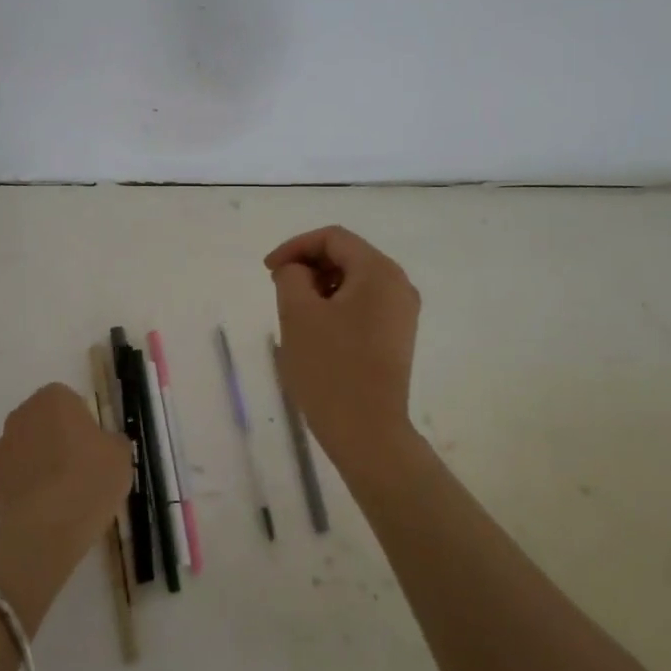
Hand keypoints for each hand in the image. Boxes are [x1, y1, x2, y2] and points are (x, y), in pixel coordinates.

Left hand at [0, 384, 130, 540]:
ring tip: (58, 495)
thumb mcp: (120, 454)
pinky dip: (19, 494)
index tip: (92, 447)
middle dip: (52, 441)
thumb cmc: (91, 476)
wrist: (52, 523)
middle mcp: (19, 417)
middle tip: (76, 469)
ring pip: (19, 453)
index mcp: (52, 399)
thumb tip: (104, 445)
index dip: (80, 424)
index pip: (67, 402)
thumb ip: (110, 441)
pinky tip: (39, 512)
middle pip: (38, 424)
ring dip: (33, 466)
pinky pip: (7, 483)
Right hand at [266, 226, 421, 470]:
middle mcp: (399, 285)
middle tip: (278, 290)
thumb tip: (298, 271)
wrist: (367, 431)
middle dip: (309, 266)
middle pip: (347, 256)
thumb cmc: (330, 368)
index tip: (268, 270)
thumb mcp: (297, 314)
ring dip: (321, 287)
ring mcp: (402, 313)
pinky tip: (316, 331)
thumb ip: (291, 276)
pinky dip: (336, 306)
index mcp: (379, 271)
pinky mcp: (397, 337)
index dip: (295, 246)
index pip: (333, 238)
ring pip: (355, 282)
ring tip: (294, 313)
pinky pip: (364, 305)